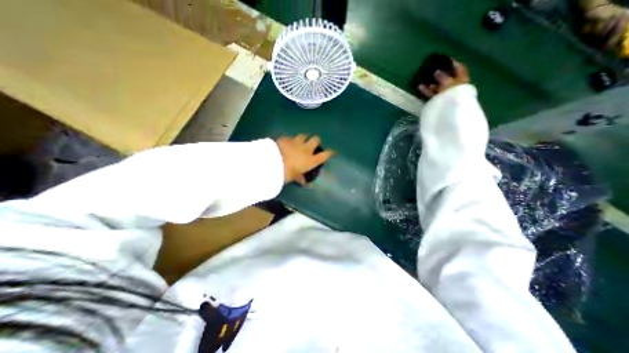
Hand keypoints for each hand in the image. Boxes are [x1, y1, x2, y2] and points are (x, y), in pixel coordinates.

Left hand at [276, 133, 333, 184]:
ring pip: (304, 135)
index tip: (331, 152)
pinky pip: (290, 137)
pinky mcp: (286, 139)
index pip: (325, 155)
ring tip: (299, 143)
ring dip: (303, 139)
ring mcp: (296, 142)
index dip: (329, 153)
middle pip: (316, 139)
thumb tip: (303, 181)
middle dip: (315, 141)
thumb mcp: (294, 177)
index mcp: (310, 160)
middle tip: (312, 145)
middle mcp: (306, 149)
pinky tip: (286, 144)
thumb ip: (299, 177)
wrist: (271, 163)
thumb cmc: (286, 174)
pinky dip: (290, 140)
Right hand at [420, 58, 468, 97]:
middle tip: (433, 70)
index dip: (454, 64)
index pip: (460, 69)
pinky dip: (427, 90)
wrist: (450, 110)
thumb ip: (442, 77)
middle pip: (448, 78)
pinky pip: (432, 94)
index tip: (446, 60)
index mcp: (462, 80)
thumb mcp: (448, 82)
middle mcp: (456, 87)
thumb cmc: (452, 93)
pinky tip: (421, 87)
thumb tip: (437, 72)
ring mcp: (447, 95)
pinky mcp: (439, 101)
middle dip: (440, 74)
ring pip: (439, 87)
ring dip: (432, 83)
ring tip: (424, 79)